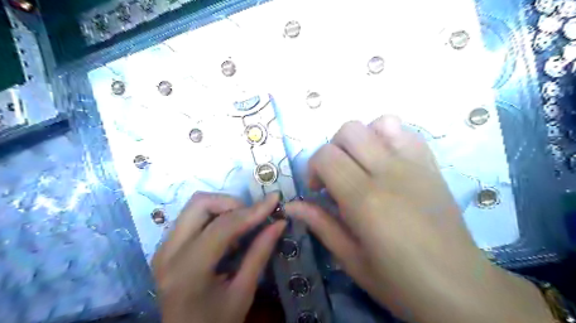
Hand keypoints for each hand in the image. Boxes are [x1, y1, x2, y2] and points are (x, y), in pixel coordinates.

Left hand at [152, 191, 284, 322]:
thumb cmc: (217, 321)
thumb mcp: (243, 292)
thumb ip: (260, 253)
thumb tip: (279, 222)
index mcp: (188, 270)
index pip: (222, 227)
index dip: (252, 211)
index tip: (274, 200)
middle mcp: (169, 252)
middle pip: (200, 204)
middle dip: (232, 203)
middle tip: (252, 217)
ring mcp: (164, 247)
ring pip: (195, 206)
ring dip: (223, 207)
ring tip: (241, 226)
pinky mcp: (166, 246)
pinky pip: (192, 216)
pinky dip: (214, 215)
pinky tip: (227, 234)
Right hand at [285, 116, 555, 321]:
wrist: (460, 288)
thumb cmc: (401, 283)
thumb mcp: (352, 260)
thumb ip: (321, 225)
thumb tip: (291, 205)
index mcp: (365, 200)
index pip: (326, 156)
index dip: (313, 168)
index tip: (318, 191)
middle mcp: (390, 173)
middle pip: (350, 130)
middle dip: (333, 149)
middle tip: (337, 176)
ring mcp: (415, 165)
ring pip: (380, 123)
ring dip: (362, 139)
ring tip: (361, 165)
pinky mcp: (432, 166)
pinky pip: (407, 133)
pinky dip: (388, 138)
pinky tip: (385, 162)